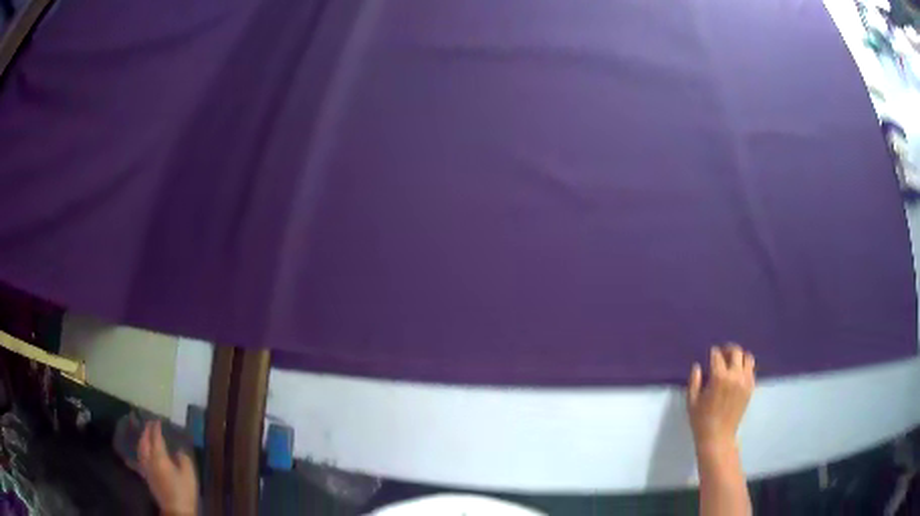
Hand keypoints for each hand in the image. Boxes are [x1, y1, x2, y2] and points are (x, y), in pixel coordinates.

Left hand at [136, 421, 198, 514]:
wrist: (176, 510)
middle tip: (149, 425)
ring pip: (140, 450)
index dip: (156, 428)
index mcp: (159, 457)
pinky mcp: (146, 477)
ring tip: (144, 436)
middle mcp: (149, 460)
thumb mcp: (189, 475)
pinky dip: (141, 452)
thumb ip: (184, 460)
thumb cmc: (184, 491)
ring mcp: (146, 468)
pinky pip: (140, 459)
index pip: (156, 438)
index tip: (157, 420)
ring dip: (142, 441)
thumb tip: (178, 451)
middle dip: (146, 432)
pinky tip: (142, 453)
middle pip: (144, 442)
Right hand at [686, 344, 755, 453]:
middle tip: (722, 354)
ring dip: (739, 357)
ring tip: (732, 362)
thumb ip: (694, 381)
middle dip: (728, 349)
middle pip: (736, 351)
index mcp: (719, 377)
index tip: (710, 354)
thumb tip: (697, 366)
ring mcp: (745, 381)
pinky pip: (751, 370)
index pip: (717, 355)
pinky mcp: (751, 388)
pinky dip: (745, 367)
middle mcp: (735, 375)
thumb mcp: (692, 401)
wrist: (718, 437)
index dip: (713, 352)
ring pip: (747, 358)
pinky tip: (738, 374)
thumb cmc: (702, 420)